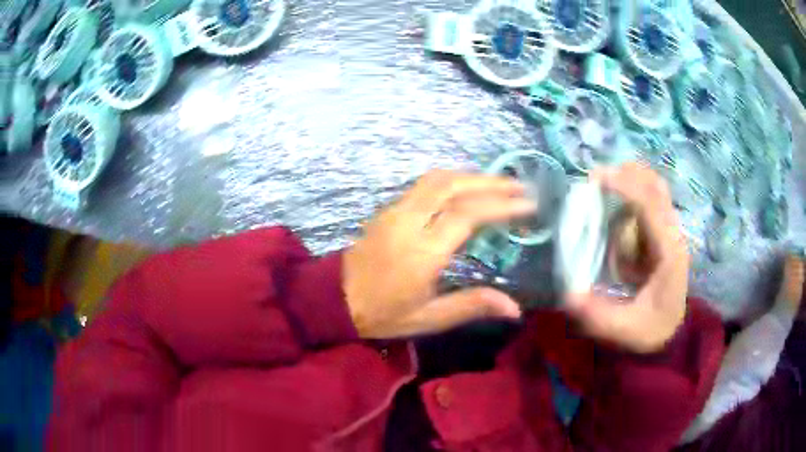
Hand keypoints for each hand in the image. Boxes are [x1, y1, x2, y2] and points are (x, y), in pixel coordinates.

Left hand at [343, 170, 533, 338]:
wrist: (335, 298)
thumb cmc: (383, 313)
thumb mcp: (428, 318)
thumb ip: (471, 306)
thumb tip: (515, 308)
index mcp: (422, 251)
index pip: (467, 214)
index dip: (500, 205)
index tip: (527, 204)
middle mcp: (409, 222)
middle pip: (453, 186)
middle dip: (490, 182)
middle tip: (520, 186)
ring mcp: (395, 210)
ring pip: (437, 179)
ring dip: (471, 176)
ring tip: (499, 184)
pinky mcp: (388, 208)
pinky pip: (424, 184)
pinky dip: (452, 180)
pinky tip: (467, 189)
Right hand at [565, 163, 689, 353]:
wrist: (671, 331)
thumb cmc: (651, 329)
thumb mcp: (624, 329)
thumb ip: (597, 315)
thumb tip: (568, 294)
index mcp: (668, 252)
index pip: (650, 205)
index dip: (624, 186)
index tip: (594, 180)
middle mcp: (673, 234)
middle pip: (655, 186)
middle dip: (626, 175)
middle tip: (595, 181)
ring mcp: (669, 232)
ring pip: (652, 190)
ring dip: (627, 186)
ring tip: (600, 196)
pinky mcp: (662, 234)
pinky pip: (647, 204)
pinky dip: (629, 200)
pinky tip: (613, 216)